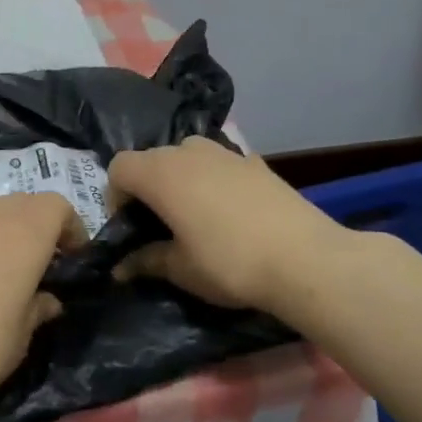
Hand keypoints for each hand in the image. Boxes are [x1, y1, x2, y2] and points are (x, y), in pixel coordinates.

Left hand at [0, 192, 82, 421]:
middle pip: (24, 204)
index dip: (70, 230)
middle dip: (37, 227)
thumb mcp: (21, 337)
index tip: (71, 260)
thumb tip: (47, 299)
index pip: (58, 206)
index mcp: (24, 230)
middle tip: (38, 265)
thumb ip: (38, 308)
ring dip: (2, 230)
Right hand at [108, 136, 339, 311]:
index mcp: (160, 173)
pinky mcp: (255, 161)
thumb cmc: (229, 263)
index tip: (130, 227)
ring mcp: (225, 152)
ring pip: (186, 156)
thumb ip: (146, 261)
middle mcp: (187, 152)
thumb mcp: (181, 270)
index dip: (116, 196)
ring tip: (194, 214)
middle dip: (147, 187)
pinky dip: (213, 180)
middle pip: (152, 159)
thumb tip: (120, 268)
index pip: (119, 167)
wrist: (305, 259)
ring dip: (180, 179)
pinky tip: (230, 211)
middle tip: (159, 225)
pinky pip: (220, 164)